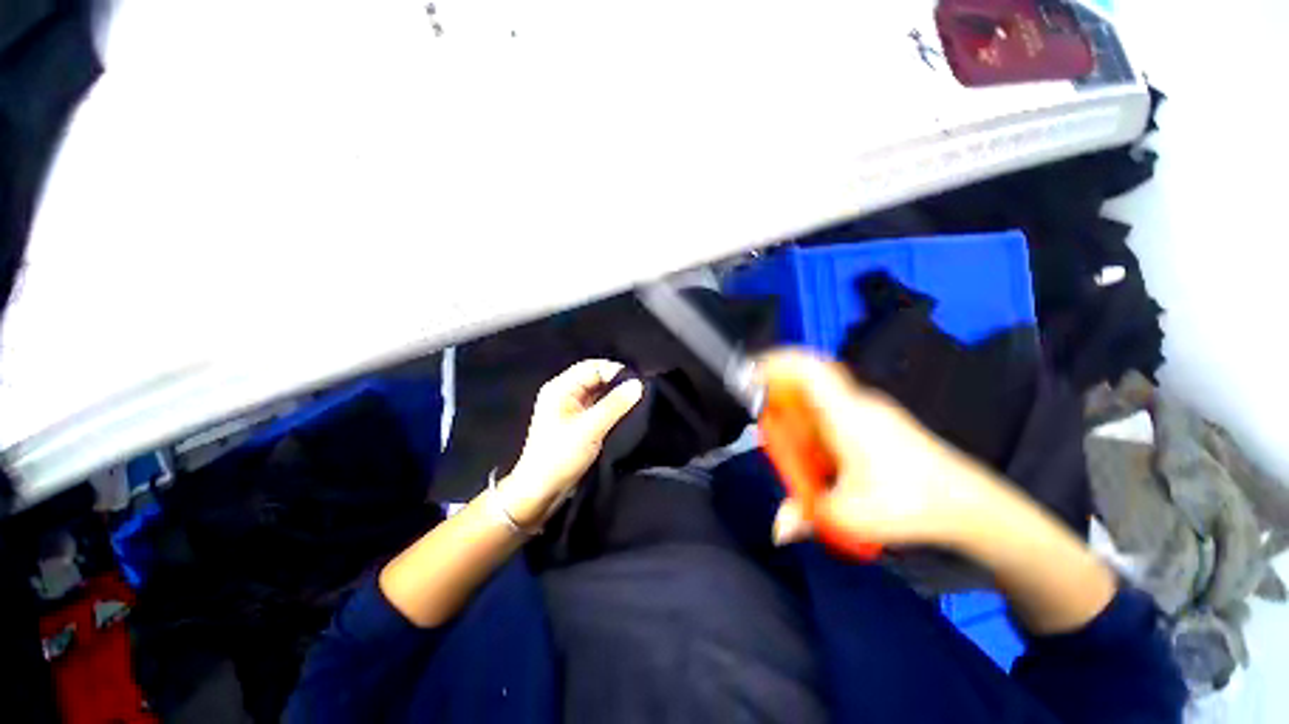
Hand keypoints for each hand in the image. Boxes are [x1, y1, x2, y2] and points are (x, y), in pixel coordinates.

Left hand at [501, 359, 643, 527]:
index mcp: (560, 388)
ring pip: (599, 393)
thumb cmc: (560, 456)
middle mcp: (565, 393)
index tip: (637, 383)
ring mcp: (572, 408)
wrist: (541, 491)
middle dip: (617, 384)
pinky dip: (612, 408)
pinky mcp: (578, 422)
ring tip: (638, 402)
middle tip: (641, 393)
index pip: (592, 367)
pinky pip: (598, 407)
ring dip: (616, 397)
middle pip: (596, 379)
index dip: (615, 372)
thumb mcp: (590, 428)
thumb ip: (615, 405)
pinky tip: (627, 414)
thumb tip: (638, 384)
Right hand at [760, 349, 998, 548]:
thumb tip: (777, 528)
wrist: (970, 504)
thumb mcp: (849, 515)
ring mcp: (869, 408)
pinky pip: (833, 409)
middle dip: (778, 394)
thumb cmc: (909, 503)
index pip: (807, 367)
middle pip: (807, 379)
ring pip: (819, 396)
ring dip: (797, 411)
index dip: (775, 362)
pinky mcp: (876, 419)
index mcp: (845, 414)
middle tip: (764, 420)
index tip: (750, 374)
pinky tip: (821, 455)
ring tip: (794, 446)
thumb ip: (805, 516)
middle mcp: (855, 402)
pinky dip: (814, 422)